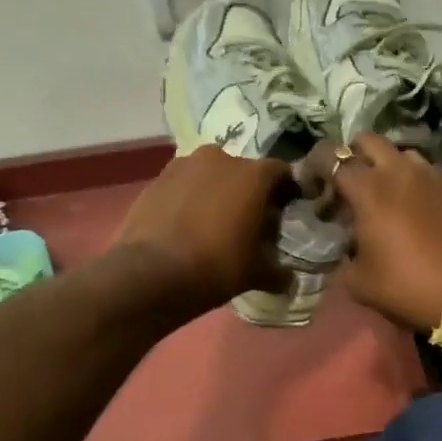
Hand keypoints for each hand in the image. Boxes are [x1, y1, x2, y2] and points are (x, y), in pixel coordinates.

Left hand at [112, 146, 293, 319]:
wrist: (150, 272)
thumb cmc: (216, 266)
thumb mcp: (256, 274)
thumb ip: (278, 273)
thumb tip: (291, 281)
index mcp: (253, 175)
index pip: (281, 173)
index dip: (286, 191)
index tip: (285, 212)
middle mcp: (220, 158)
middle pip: (244, 172)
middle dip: (249, 193)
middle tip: (249, 222)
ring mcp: (184, 165)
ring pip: (210, 176)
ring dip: (217, 193)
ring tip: (215, 223)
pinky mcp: (156, 179)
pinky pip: (183, 185)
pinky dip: (190, 199)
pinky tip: (188, 225)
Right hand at [328, 133, 441, 331]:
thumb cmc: (406, 286)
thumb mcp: (359, 282)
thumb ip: (343, 259)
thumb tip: (344, 250)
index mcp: (369, 189)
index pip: (331, 157)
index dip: (314, 165)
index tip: (310, 184)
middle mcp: (398, 171)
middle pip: (366, 140)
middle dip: (350, 155)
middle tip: (345, 185)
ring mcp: (428, 176)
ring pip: (398, 152)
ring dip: (383, 164)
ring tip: (379, 193)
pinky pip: (421, 170)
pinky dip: (407, 178)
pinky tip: (406, 205)